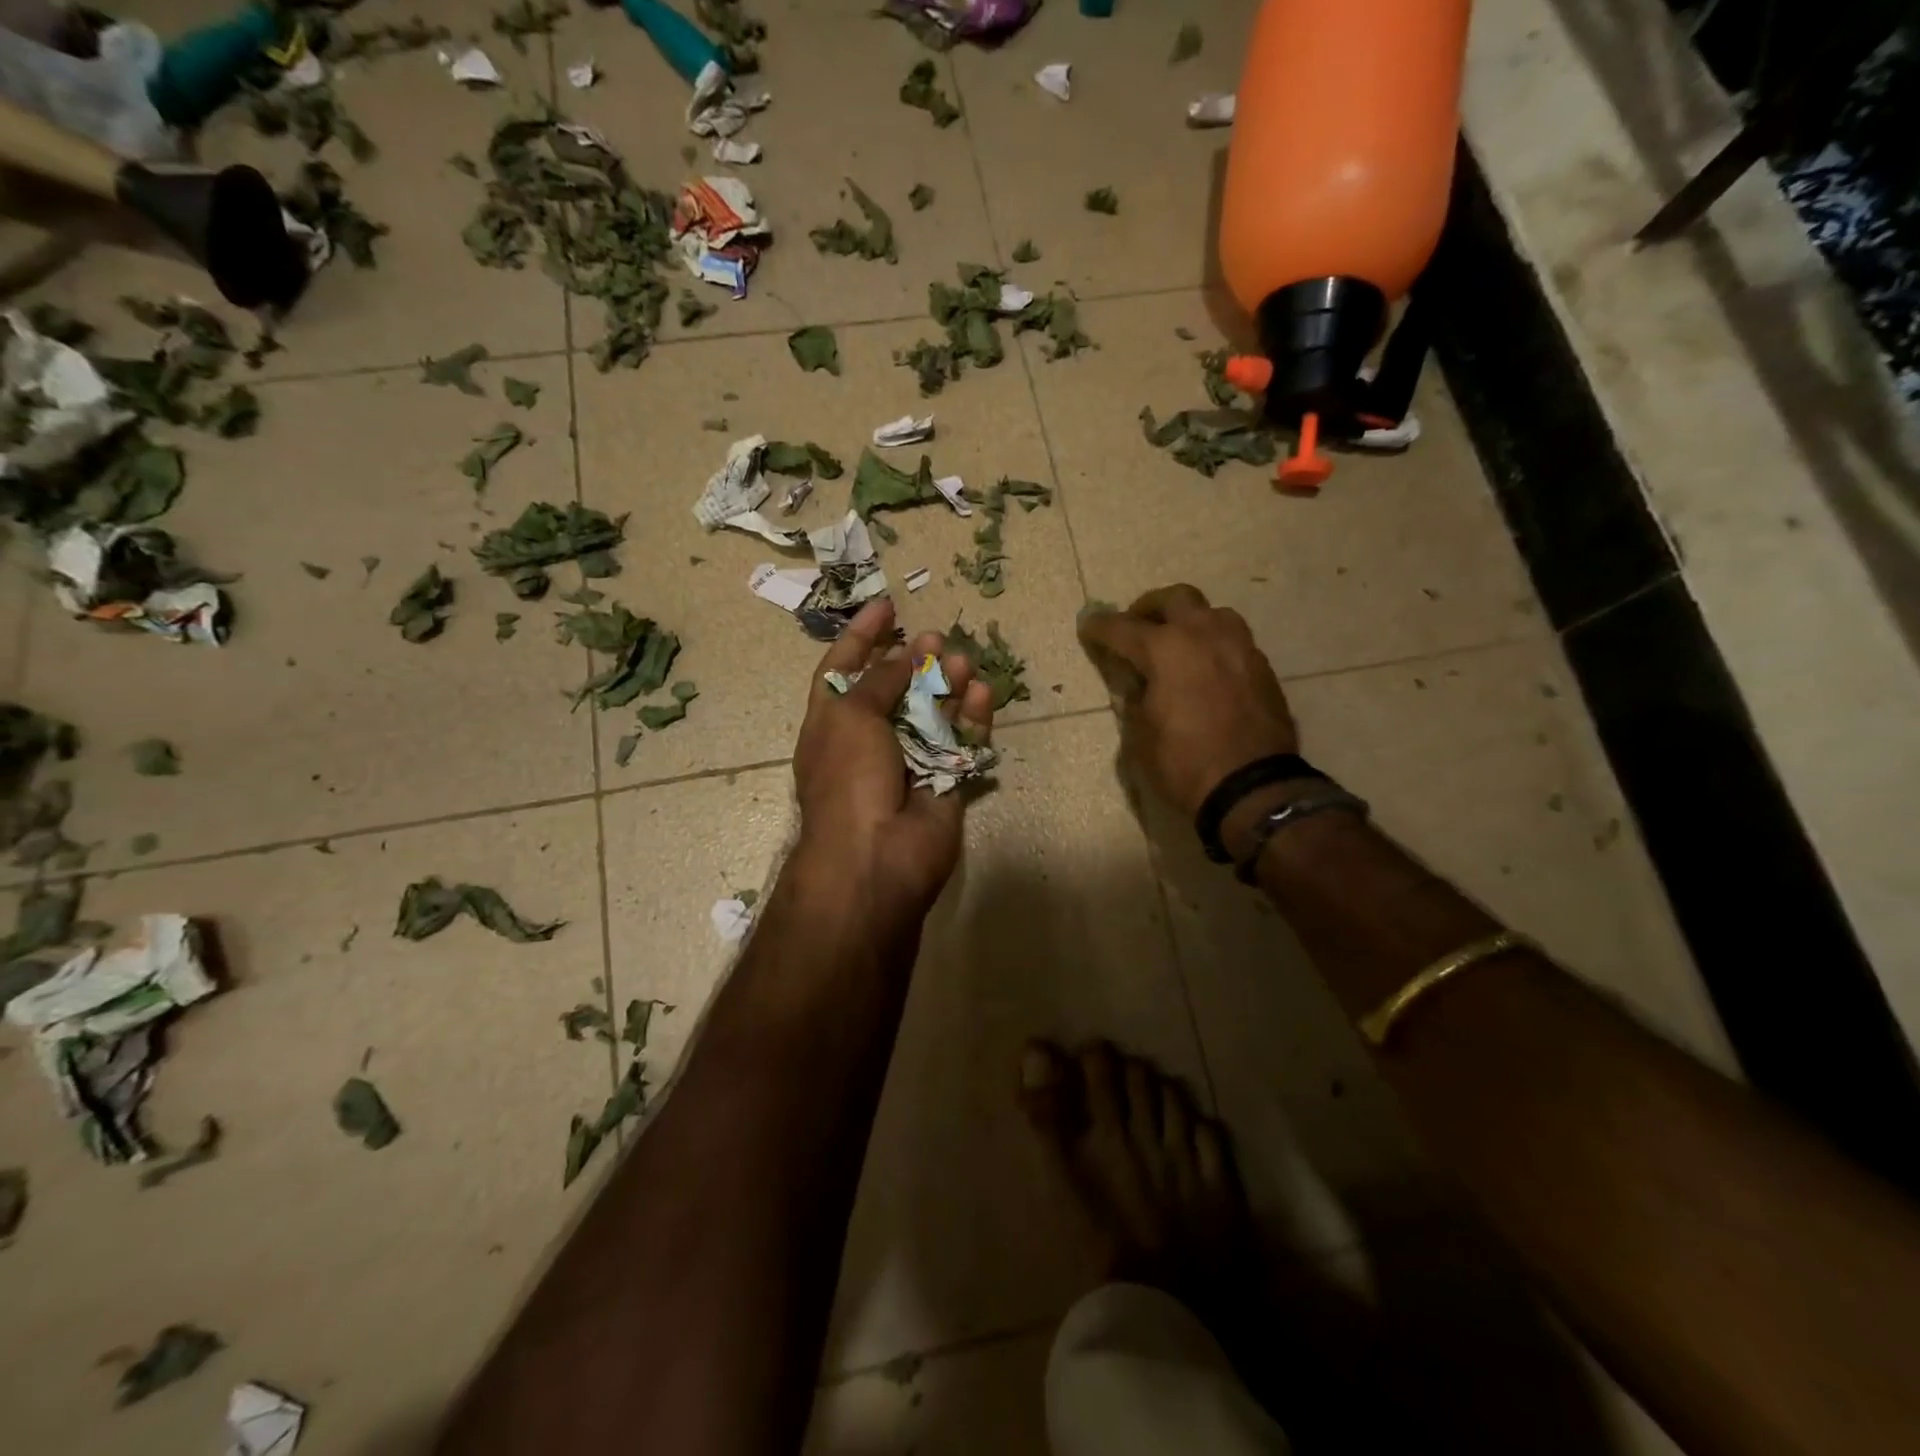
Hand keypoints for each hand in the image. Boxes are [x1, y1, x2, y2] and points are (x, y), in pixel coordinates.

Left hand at [791, 598, 994, 925]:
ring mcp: (909, 761)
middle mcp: (868, 740)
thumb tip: (906, 656)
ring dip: (947, 684)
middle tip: (936, 637)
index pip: (843, 669)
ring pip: (933, 713)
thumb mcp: (851, 715)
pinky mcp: (945, 779)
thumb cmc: (849, 778)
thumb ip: (881, 680)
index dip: (861, 636)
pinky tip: (981, 693)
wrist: (876, 856)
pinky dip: (972, 718)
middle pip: (894, 689)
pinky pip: (962, 742)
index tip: (887, 606)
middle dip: (914, 661)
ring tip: (964, 661)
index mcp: (832, 724)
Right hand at [1078, 585, 1297, 817]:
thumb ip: (1135, 701)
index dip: (1101, 627)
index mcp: (1166, 650)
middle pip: (1176, 598)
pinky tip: (1205, 668)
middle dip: (1150, 607)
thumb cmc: (1184, 764)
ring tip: (1177, 643)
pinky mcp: (1262, 667)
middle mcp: (1204, 636)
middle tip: (1137, 625)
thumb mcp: (1141, 737)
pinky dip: (1212, 644)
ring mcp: (1239, 648)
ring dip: (1189, 620)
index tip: (1088, 625)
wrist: (1252, 788)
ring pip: (1212, 613)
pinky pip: (1232, 640)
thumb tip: (1139, 685)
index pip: (1123, 628)